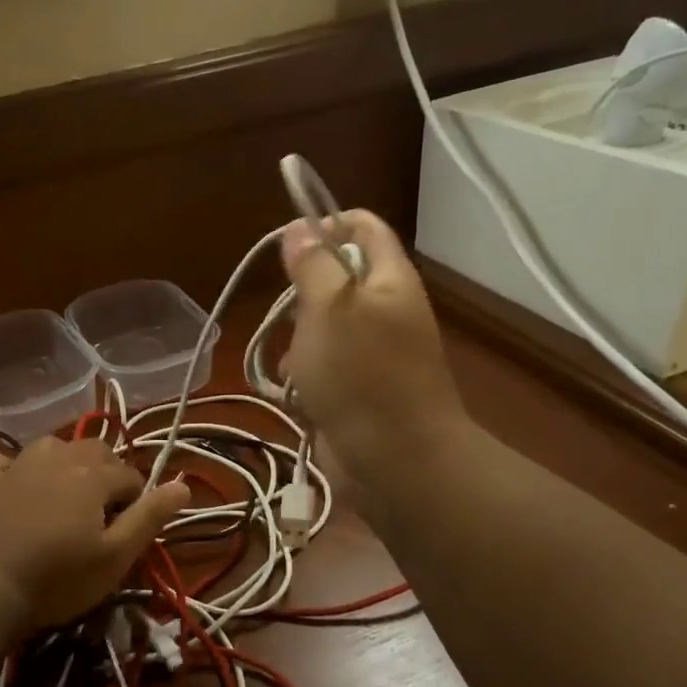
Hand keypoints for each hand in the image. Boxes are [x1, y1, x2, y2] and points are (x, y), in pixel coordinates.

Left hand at [0, 436, 191, 629]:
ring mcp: (16, 466)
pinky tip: (13, 483)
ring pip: (51, 445)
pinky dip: (11, 467)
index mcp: (93, 474)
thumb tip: (184, 484)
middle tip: (103, 515)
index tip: (129, 531)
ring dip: (65, 462)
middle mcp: (57, 457)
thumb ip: (150, 517)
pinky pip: (0, 460)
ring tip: (66, 494)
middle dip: (106, 473)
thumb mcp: (116, 556)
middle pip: (94, 450)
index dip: (137, 501)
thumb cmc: (58, 578)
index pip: (129, 475)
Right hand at [280, 209, 464, 486]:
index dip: (326, 224)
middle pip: (335, 279)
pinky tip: (296, 394)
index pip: (362, 226)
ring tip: (293, 365)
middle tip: (290, 316)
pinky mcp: (358, 389)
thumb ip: (313, 264)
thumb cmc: (361, 376)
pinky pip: (322, 368)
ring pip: (321, 328)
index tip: (289, 248)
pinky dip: (304, 377)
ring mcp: (373, 353)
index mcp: (389, 279)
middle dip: (302, 295)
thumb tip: (301, 226)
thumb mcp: (329, 308)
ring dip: (298, 342)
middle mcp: (385, 310)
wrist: (397, 462)